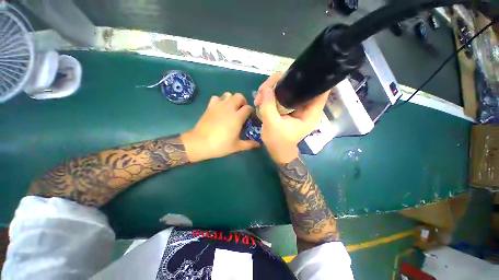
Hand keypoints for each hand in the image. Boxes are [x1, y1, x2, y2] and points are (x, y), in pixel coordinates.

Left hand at [181, 92, 259, 161]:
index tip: (250, 118)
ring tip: (232, 109)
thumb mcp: (236, 146)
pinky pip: (216, 97)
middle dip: (243, 102)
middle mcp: (229, 108)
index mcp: (237, 117)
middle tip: (242, 111)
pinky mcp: (210, 106)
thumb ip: (249, 144)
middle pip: (239, 96)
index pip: (248, 108)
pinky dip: (220, 100)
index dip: (251, 112)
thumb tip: (258, 144)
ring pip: (228, 94)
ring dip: (232, 100)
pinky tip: (220, 108)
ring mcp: (218, 106)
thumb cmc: (220, 145)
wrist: (199, 143)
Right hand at [254, 73, 328, 163]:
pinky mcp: (288, 107)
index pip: (319, 88)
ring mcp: (296, 105)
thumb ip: (269, 106)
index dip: (310, 77)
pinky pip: (281, 94)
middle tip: (263, 91)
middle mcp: (306, 106)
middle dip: (279, 83)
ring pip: (287, 88)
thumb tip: (266, 88)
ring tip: (259, 98)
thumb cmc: (278, 142)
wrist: (277, 151)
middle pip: (298, 84)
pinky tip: (261, 100)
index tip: (294, 73)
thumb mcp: (272, 125)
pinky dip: (270, 95)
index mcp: (310, 112)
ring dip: (271, 89)